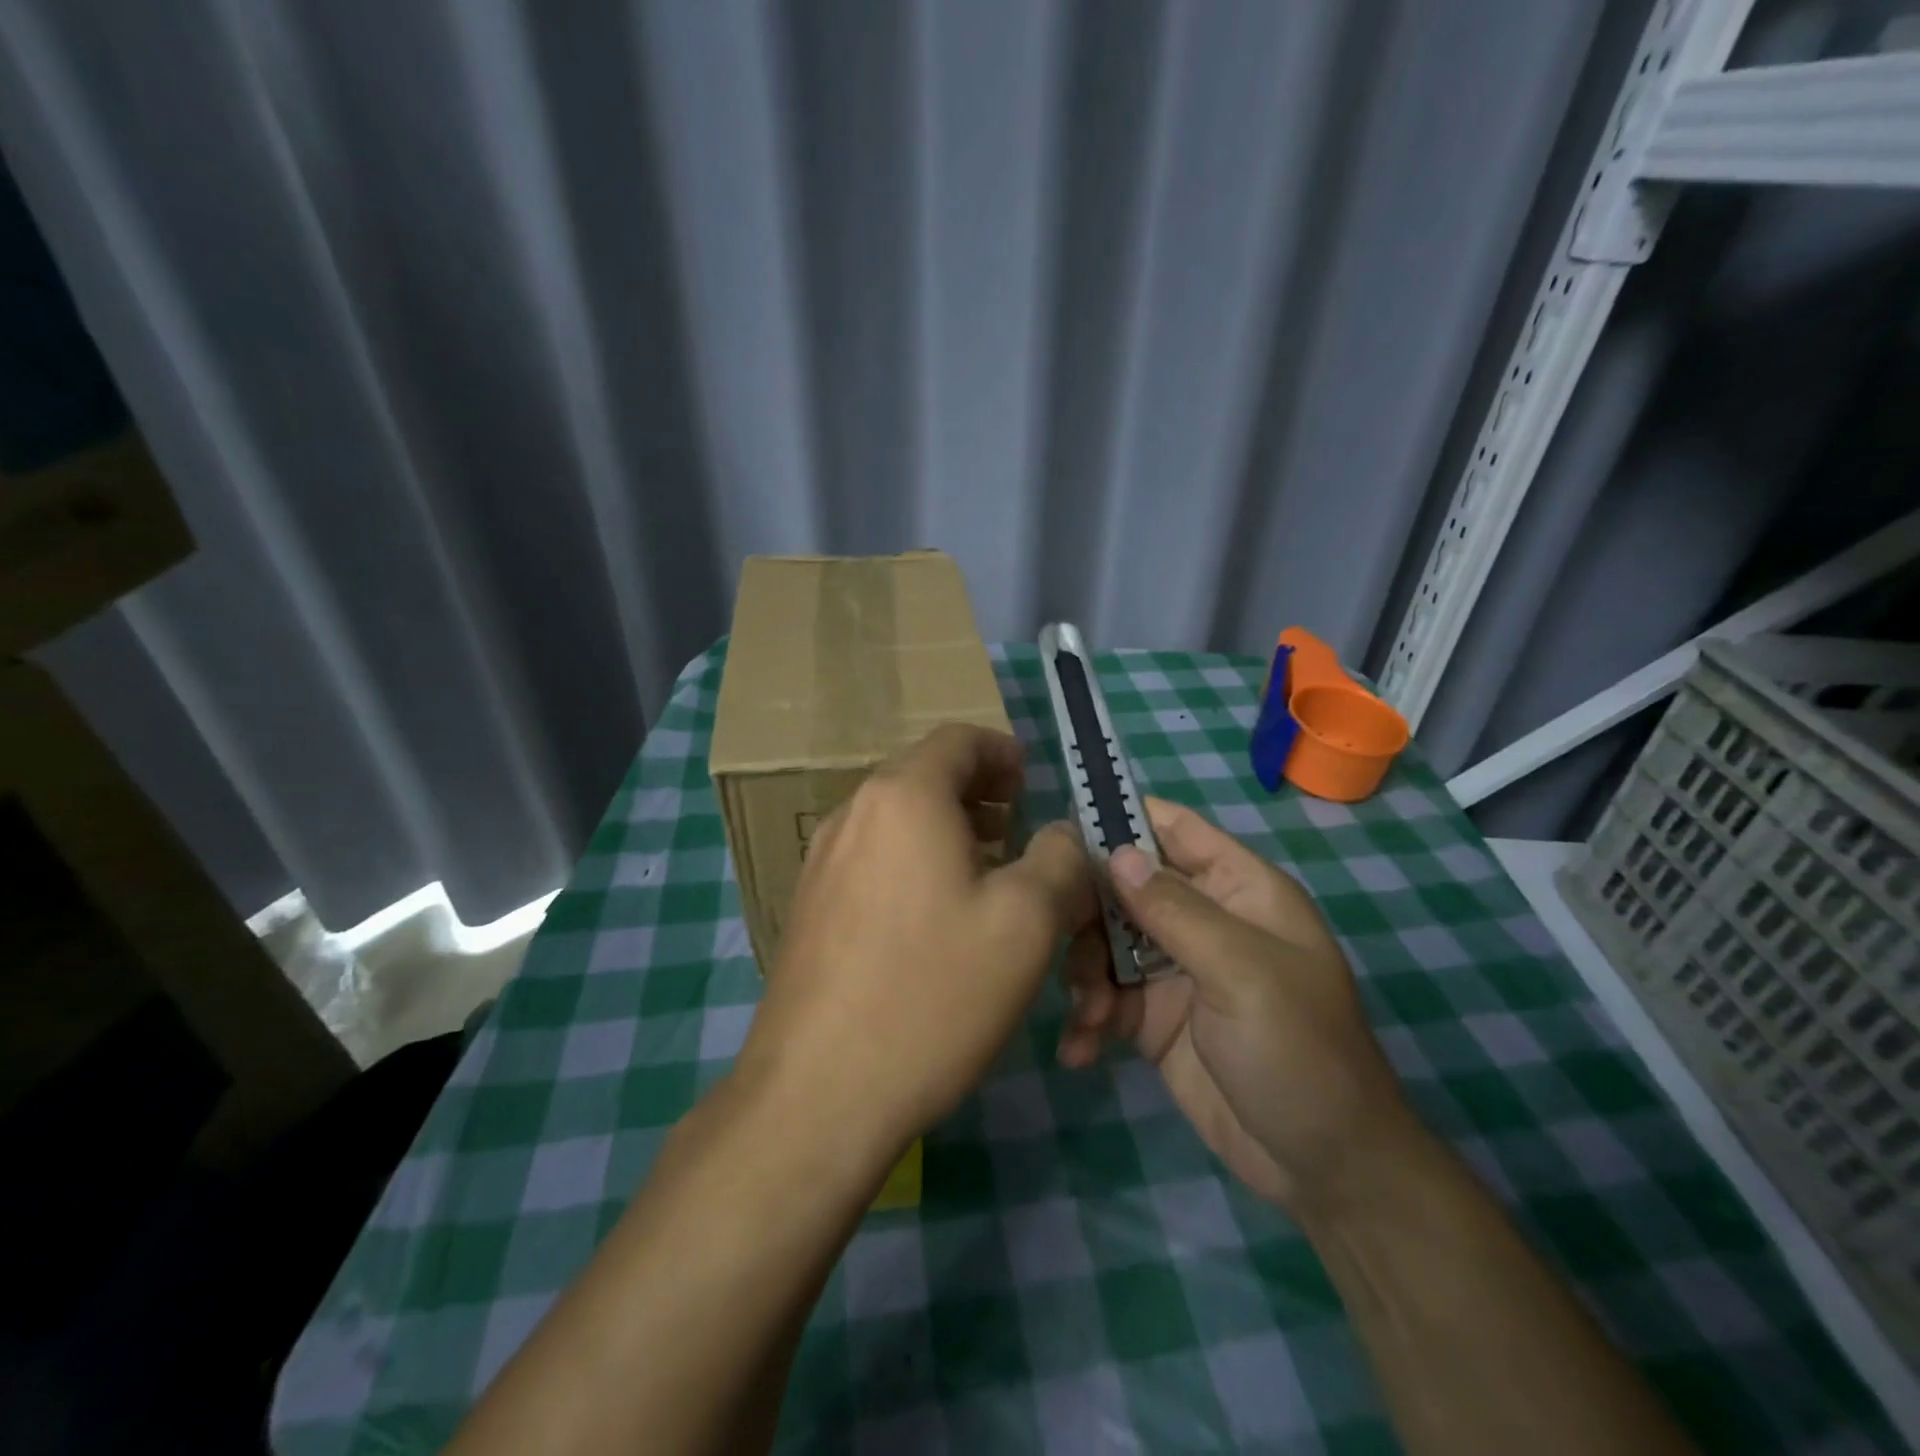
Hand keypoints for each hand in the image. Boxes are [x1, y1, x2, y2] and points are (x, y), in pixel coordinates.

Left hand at [738, 724, 1096, 1155]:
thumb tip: (1062, 834)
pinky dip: (913, 862)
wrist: (818, 1092)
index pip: (959, 739)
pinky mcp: (809, 905)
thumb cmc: (934, 993)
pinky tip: (935, 919)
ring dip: (947, 830)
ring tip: (986, 875)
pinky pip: (873, 858)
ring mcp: (821, 860)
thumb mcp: (1027, 921)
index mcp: (904, 796)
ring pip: (898, 820)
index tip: (1033, 787)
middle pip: (925, 776)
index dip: (1004, 753)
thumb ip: (1060, 858)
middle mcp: (853, 813)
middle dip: (980, 795)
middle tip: (1019, 834)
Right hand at [1056, 797, 1416, 1213]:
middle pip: (1124, 885)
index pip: (1173, 829)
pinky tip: (1080, 1049)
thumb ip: (1175, 910)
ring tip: (1088, 1014)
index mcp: (1237, 889)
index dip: (1122, 819)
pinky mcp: (1152, 1016)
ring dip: (1084, 973)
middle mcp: (1202, 919)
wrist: (1323, 1167)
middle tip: (1057, 938)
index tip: (1063, 833)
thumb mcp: (1241, 972)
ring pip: (1105, 941)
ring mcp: (1174, 968)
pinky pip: (1104, 997)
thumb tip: (1115, 851)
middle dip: (1088, 911)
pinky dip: (1087, 1017)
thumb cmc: (1298, 1051)